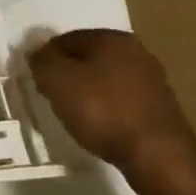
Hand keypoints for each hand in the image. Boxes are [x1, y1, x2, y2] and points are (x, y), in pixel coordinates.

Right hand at [29, 29, 195, 171]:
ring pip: (105, 79)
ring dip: (86, 92)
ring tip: (73, 114)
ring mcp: (152, 80)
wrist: (157, 156)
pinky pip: (121, 100)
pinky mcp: (160, 107)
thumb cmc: (102, 110)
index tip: (36, 81)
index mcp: (113, 38)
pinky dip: (106, 108)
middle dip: (67, 75)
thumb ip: (42, 59)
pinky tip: (98, 125)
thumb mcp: (58, 81)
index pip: (66, 39)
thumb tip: (35, 44)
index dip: (46, 59)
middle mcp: (137, 52)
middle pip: (87, 58)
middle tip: (51, 97)